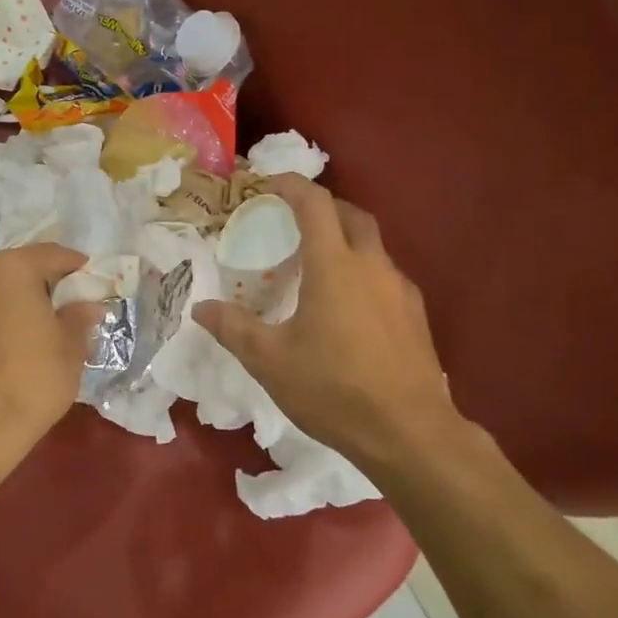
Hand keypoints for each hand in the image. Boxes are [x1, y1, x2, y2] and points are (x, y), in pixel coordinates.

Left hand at [0, 243, 103, 448]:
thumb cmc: (34, 378)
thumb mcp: (71, 347)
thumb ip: (78, 318)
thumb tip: (86, 306)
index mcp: (12, 270)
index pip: (51, 254)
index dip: (74, 265)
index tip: (90, 279)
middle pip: (19, 272)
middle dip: (42, 285)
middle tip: (66, 304)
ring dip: (15, 304)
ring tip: (37, 329)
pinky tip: (10, 348)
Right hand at [193, 175, 465, 473]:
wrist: (410, 434)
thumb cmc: (334, 389)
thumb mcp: (270, 361)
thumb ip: (233, 328)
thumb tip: (200, 307)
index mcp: (334, 266)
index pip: (315, 204)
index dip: (291, 185)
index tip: (268, 183)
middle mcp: (372, 266)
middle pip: (351, 215)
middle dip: (323, 207)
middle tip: (294, 220)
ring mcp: (400, 290)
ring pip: (372, 246)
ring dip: (345, 241)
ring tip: (317, 267)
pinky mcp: (416, 316)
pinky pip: (385, 277)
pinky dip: (362, 273)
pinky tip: (348, 307)